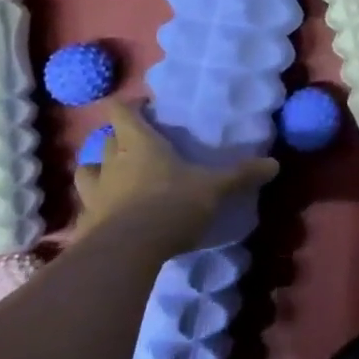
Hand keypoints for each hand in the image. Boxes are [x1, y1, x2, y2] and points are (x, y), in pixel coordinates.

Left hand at [72, 101, 276, 245]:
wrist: (127, 252)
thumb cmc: (171, 205)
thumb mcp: (214, 189)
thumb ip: (240, 175)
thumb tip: (274, 164)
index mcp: (139, 143)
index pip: (121, 111)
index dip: (129, 105)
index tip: (144, 107)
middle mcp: (111, 162)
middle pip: (105, 140)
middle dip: (116, 139)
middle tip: (135, 145)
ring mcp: (93, 194)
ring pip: (86, 172)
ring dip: (96, 171)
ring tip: (112, 178)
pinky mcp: (84, 225)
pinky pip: (85, 211)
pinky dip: (93, 211)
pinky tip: (104, 220)